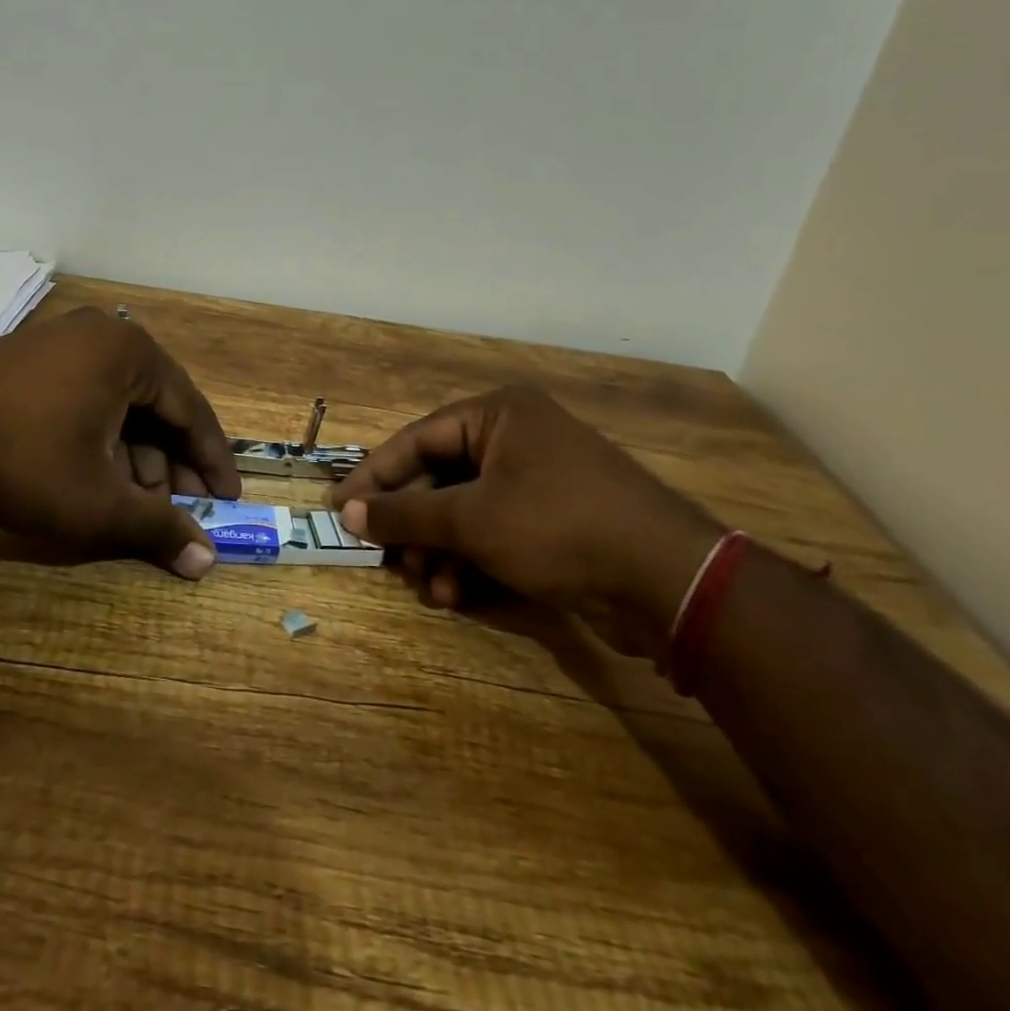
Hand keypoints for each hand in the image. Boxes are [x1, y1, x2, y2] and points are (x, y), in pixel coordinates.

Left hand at [0, 307, 242, 578]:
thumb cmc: (23, 460)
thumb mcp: (96, 503)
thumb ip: (157, 529)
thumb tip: (206, 562)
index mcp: (132, 353)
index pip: (191, 410)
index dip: (211, 461)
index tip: (227, 499)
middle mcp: (104, 336)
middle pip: (155, 406)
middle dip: (170, 463)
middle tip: (181, 509)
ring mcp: (63, 341)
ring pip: (119, 404)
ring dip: (134, 455)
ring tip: (135, 503)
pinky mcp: (31, 356)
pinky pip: (86, 396)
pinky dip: (100, 438)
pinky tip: (95, 476)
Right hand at [330, 386, 718, 652]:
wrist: (669, 581)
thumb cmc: (558, 527)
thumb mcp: (472, 520)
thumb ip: (406, 514)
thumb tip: (348, 512)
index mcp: (497, 415)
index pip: (417, 439)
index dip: (375, 476)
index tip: (340, 508)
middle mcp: (516, 438)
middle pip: (441, 477)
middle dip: (414, 524)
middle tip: (387, 558)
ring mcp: (538, 479)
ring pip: (466, 510)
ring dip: (441, 550)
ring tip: (428, 587)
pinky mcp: (555, 519)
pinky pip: (495, 531)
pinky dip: (472, 560)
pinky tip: (457, 595)